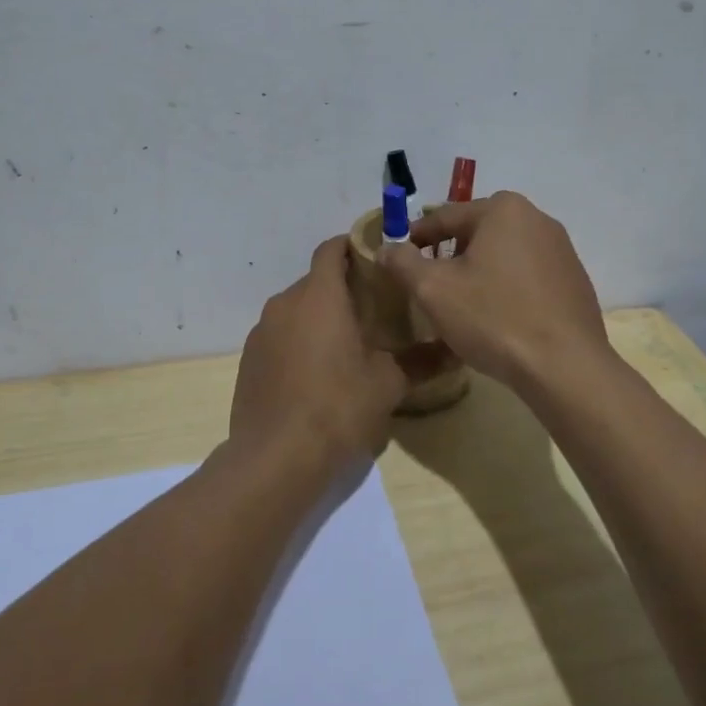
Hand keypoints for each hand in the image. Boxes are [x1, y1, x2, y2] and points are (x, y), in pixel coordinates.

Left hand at [230, 236, 407, 465]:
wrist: (274, 460)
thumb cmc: (337, 408)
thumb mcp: (387, 384)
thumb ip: (421, 360)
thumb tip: (455, 350)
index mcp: (319, 297)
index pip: (331, 249)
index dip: (353, 246)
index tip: (378, 258)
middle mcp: (285, 304)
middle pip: (315, 281)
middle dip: (343, 288)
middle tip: (375, 310)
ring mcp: (261, 332)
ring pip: (296, 310)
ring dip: (320, 317)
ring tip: (348, 344)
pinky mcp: (249, 360)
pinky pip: (280, 336)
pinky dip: (299, 342)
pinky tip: (317, 375)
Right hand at [378, 191, 610, 390]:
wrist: (564, 367)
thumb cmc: (493, 318)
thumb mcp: (434, 290)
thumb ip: (403, 262)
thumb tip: (387, 248)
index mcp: (503, 209)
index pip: (444, 217)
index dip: (415, 238)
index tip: (397, 258)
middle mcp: (537, 217)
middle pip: (477, 231)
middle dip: (449, 254)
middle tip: (429, 284)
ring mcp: (561, 249)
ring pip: (504, 252)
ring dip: (479, 270)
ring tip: (462, 302)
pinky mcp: (574, 279)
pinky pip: (528, 274)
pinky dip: (507, 286)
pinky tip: (498, 316)